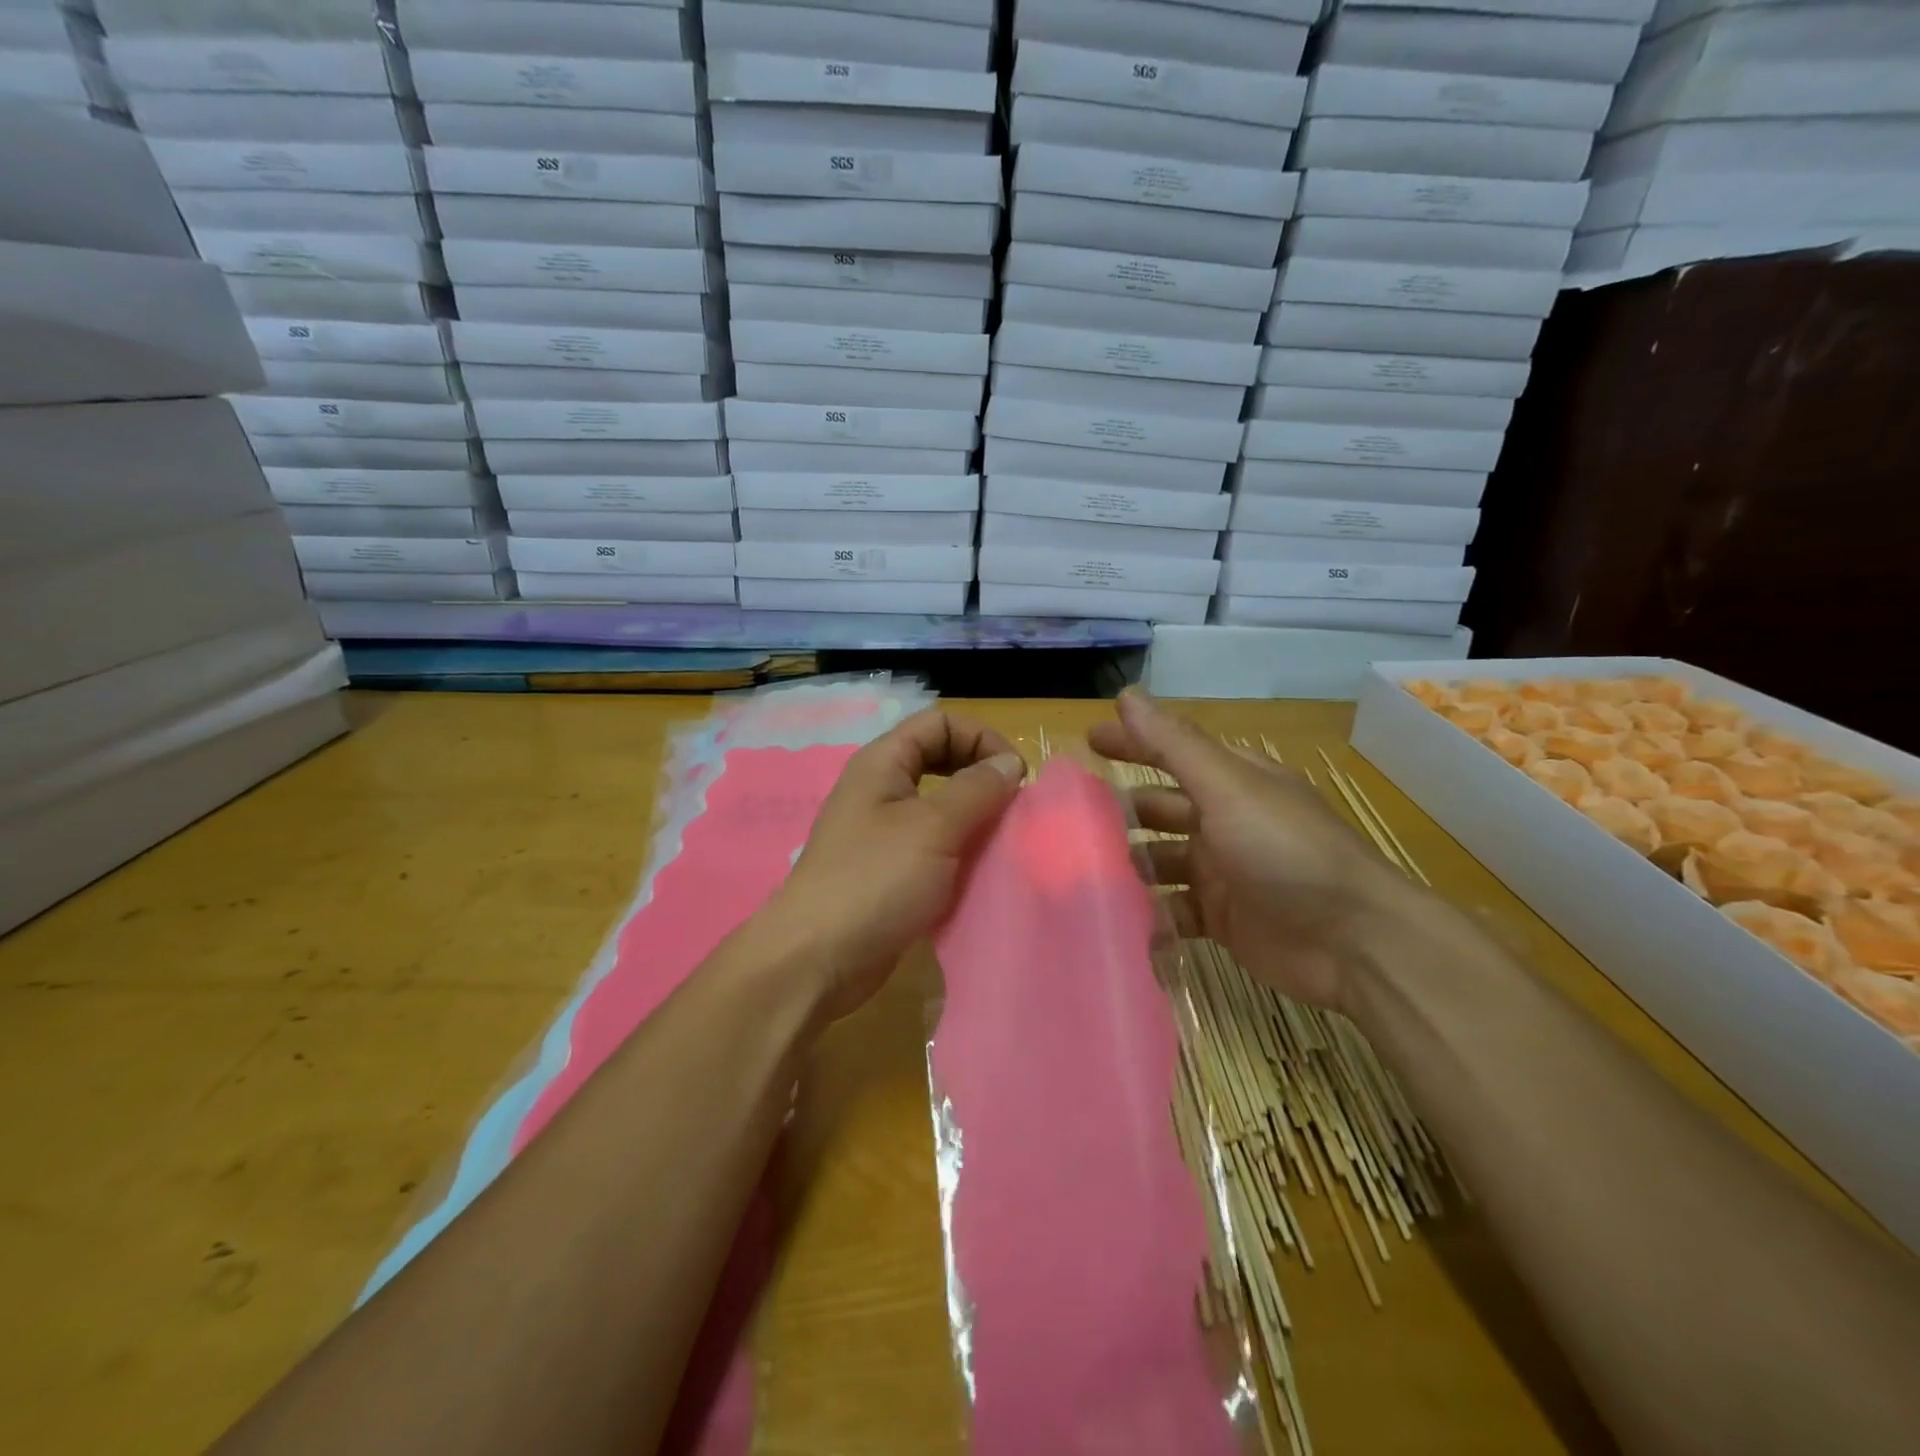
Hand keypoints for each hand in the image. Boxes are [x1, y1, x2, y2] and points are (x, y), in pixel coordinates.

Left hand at [763, 711, 1025, 1023]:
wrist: (817, 959)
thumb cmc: (875, 880)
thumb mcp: (934, 827)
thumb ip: (977, 789)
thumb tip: (1010, 763)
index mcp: (883, 763)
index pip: (939, 723)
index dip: (981, 738)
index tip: (1015, 776)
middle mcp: (880, 790)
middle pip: (940, 760)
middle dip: (980, 776)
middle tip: (1012, 807)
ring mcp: (882, 833)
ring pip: (939, 807)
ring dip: (975, 818)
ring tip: (1003, 842)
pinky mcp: (889, 873)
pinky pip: (934, 847)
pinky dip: (960, 852)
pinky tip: (981, 873)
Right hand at [1089, 689, 1425, 1010]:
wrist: (1355, 942)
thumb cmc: (1287, 852)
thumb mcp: (1228, 789)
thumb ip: (1174, 746)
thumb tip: (1127, 694)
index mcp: (1231, 783)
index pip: (1171, 753)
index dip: (1131, 744)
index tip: (1087, 741)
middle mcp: (1224, 822)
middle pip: (1159, 810)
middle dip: (1119, 814)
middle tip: (1067, 823)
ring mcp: (1223, 873)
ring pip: (1160, 863)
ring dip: (1129, 868)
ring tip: (1082, 877)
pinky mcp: (1222, 920)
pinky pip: (1173, 913)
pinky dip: (1150, 918)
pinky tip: (1119, 926)